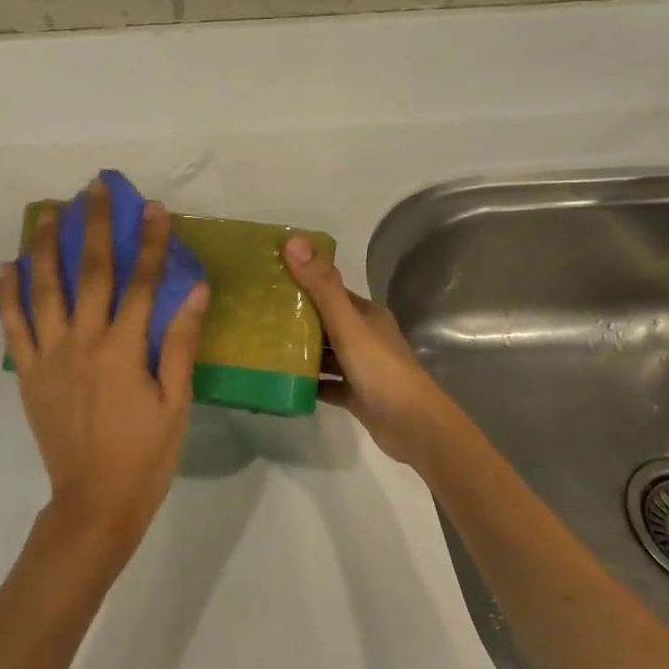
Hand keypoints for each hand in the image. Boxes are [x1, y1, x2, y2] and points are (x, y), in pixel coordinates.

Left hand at [0, 180, 209, 556]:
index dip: (149, 242)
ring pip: (45, 289)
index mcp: (123, 349)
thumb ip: (181, 343)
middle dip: (94, 226)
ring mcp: (49, 356)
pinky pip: (13, 327)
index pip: (141, 282)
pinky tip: (6, 267)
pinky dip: (7, 295)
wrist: (94, 502)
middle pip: (90, 273)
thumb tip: (196, 290)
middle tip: (94, 188)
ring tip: (48, 212)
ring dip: (47, 247)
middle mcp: (83, 342)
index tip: (153, 207)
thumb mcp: (177, 403)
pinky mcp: (28, 373)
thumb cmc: (145, 455)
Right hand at [283, 235, 455, 469]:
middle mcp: (364, 335)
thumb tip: (293, 240)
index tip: (267, 277)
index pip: (329, 289)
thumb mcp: (348, 325)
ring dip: (299, 349)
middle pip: (324, 320)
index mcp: (366, 314)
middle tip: (255, 313)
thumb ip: (322, 286)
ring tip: (261, 345)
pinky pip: (325, 382)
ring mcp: (360, 366)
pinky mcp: (355, 394)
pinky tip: (280, 380)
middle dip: (294, 316)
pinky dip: (307, 381)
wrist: (413, 427)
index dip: (301, 280)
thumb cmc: (381, 370)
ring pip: (324, 352)